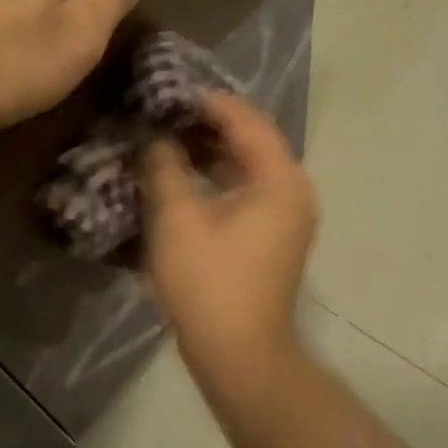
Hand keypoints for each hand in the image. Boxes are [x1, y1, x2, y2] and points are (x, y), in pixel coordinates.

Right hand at [142, 91, 318, 400]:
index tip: (166, 91)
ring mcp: (288, 216)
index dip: (205, 102)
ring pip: (249, 166)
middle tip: (162, 113)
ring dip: (211, 151)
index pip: (245, 119)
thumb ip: (164, 166)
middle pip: (251, 139)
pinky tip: (184, 179)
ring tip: (167, 140)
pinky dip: (219, 178)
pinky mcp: (275, 237)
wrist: (239, 355)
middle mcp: (294, 190)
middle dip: (206, 124)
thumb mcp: (177, 219)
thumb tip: (153, 134)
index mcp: (280, 178)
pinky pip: (248, 190)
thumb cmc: (209, 283)